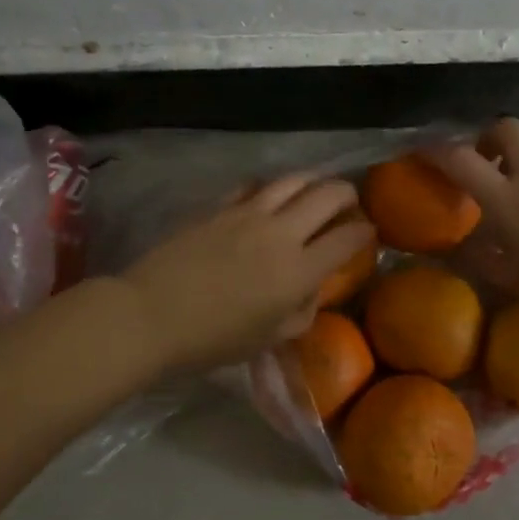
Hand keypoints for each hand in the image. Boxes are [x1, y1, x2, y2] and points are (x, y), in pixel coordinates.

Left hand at [120, 175, 374, 371]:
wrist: (150, 316)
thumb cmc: (212, 340)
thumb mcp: (267, 338)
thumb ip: (300, 312)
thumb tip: (311, 290)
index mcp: (298, 271)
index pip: (347, 239)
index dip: (364, 232)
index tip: (368, 232)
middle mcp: (281, 233)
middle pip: (327, 196)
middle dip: (347, 194)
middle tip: (349, 202)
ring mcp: (248, 214)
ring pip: (293, 179)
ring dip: (313, 181)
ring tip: (316, 188)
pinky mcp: (219, 207)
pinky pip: (254, 185)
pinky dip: (270, 186)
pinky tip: (268, 194)